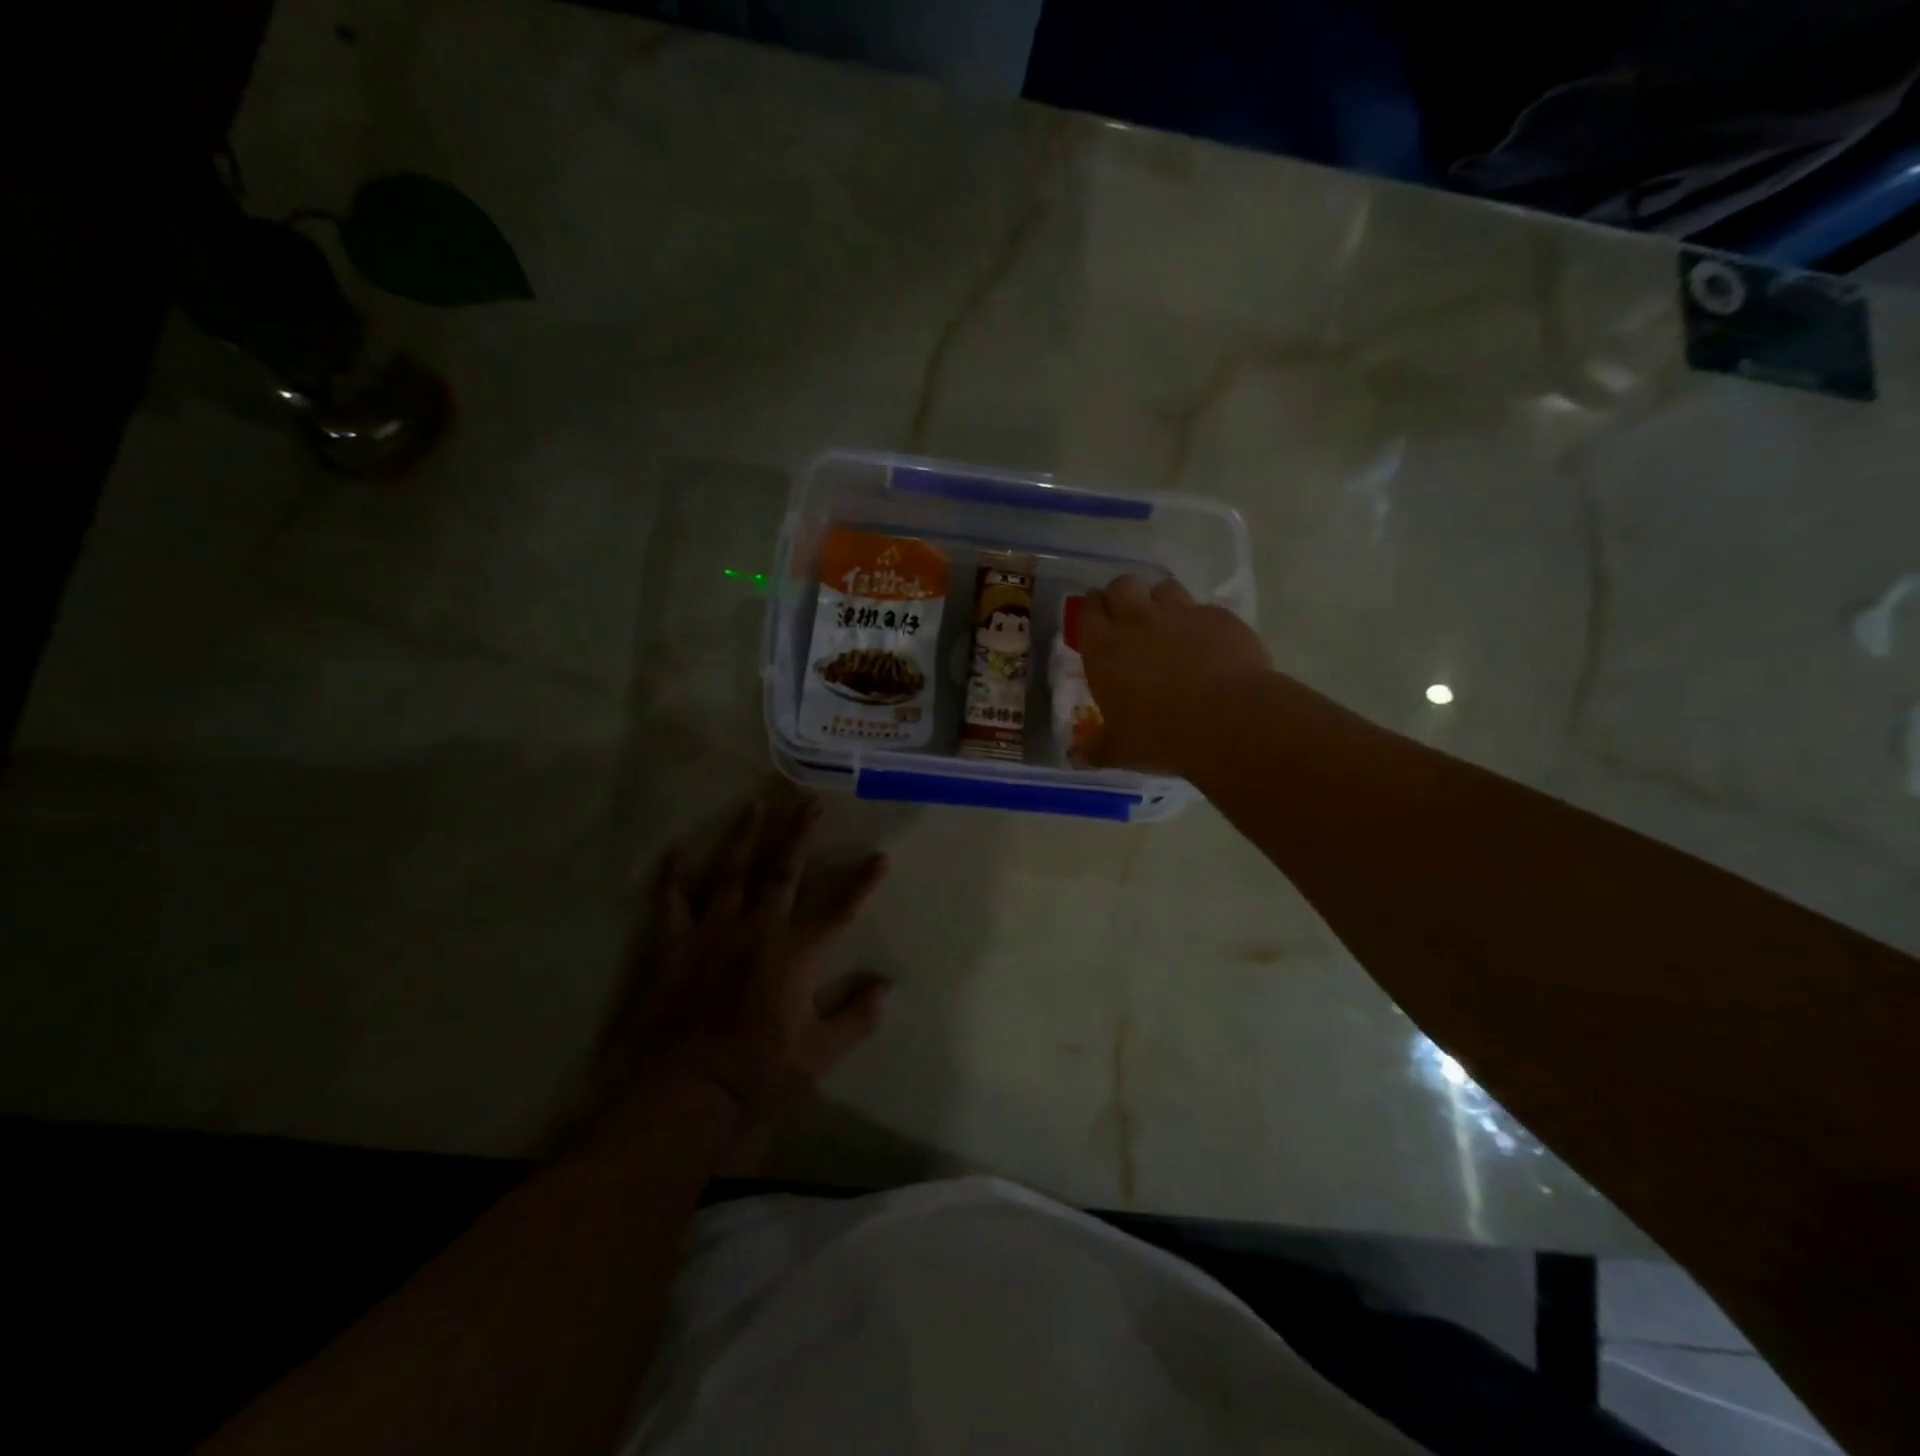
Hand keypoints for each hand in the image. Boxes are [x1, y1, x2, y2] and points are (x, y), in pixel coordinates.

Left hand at [594, 796, 891, 1159]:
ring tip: (755, 805)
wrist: (684, 1093)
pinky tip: (677, 850)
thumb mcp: (820, 1055)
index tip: (881, 855)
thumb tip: (887, 985)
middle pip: (783, 871)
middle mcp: (758, 929)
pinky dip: (674, 876)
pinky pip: (673, 902)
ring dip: (745, 837)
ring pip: (731, 872)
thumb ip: (857, 1016)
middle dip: (800, 834)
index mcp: (796, 954)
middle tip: (810, 801)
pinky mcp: (675, 945)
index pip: (840, 909)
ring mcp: (713, 932)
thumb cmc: (758, 1074)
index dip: (863, 882)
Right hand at [1080, 575, 1272, 772]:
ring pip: (1164, 588)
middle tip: (1127, 617)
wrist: (1229, 721)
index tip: (1096, 619)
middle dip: (1122, 595)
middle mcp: (1138, 621)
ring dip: (1160, 601)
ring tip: (1168, 625)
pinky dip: (1201, 622)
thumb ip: (1096, 748)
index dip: (1091, 610)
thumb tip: (1078, 756)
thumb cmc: (1160, 737)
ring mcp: (1182, 614)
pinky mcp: (1220, 617)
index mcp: (1105, 649)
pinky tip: (1209, 645)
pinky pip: (1204, 610)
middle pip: (1123, 585)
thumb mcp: (1119, 751)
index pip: (1088, 610)